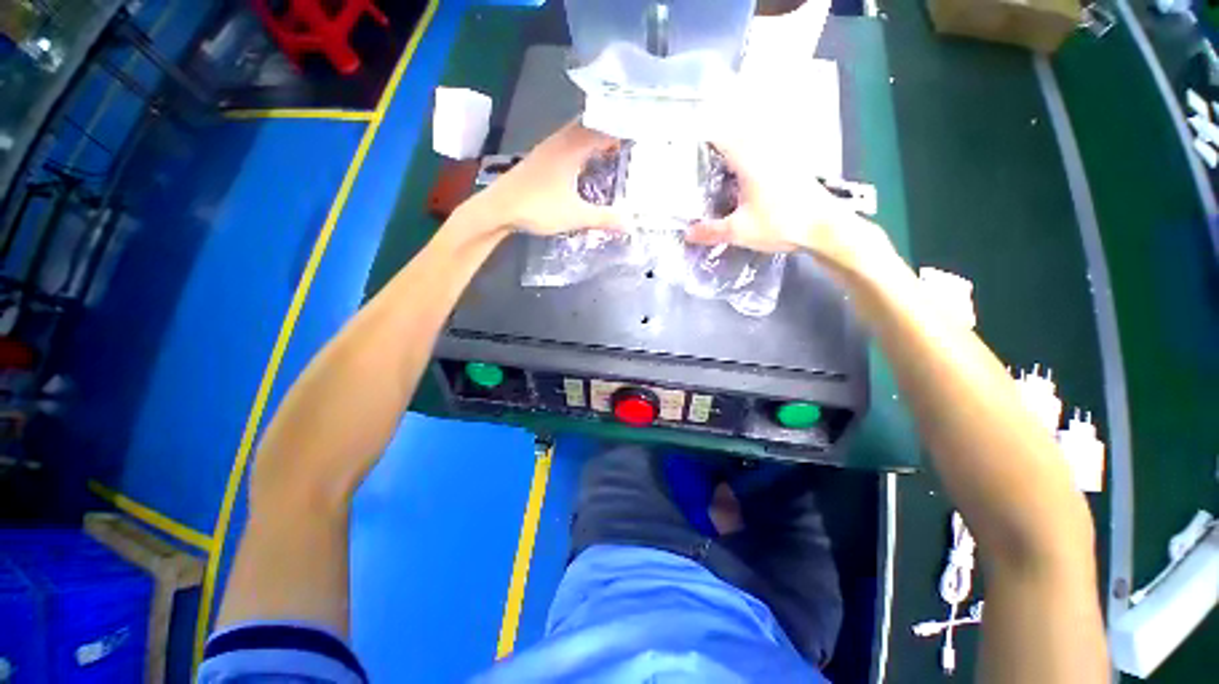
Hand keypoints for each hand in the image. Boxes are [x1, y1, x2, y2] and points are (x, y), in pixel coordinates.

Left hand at [469, 121, 622, 236]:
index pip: (603, 128)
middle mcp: (560, 140)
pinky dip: (579, 149)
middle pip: (589, 126)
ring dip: (592, 140)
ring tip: (608, 154)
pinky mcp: (538, 159)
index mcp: (572, 147)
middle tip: (626, 145)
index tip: (638, 137)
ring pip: (575, 135)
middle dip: (608, 133)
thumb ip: (603, 218)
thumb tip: (629, 224)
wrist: (498, 208)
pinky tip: (580, 166)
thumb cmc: (539, 207)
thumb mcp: (575, 215)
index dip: (621, 131)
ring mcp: (546, 148)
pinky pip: (565, 144)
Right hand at [687, 136, 894, 275]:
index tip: (690, 148)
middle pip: (738, 136)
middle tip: (703, 160)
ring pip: (755, 145)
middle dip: (720, 144)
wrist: (824, 227)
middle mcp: (766, 152)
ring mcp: (782, 157)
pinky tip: (746, 181)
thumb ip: (711, 232)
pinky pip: (767, 155)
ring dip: (738, 151)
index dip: (704, 139)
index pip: (722, 137)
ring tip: (721, 169)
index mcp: (750, 161)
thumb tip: (687, 234)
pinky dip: (753, 161)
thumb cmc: (780, 224)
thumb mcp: (739, 231)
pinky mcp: (793, 168)